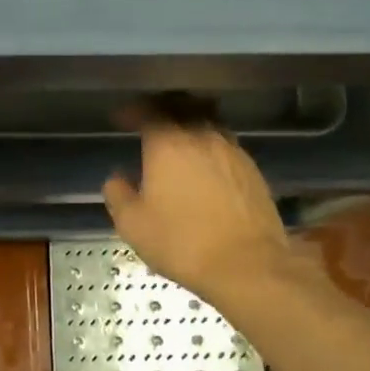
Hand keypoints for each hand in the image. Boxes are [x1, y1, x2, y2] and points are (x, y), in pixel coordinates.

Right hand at [102, 110, 295, 301]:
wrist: (246, 264)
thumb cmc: (182, 242)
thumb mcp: (133, 225)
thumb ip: (118, 195)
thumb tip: (117, 179)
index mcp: (168, 144)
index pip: (147, 112)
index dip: (132, 111)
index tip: (120, 119)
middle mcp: (201, 137)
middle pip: (182, 106)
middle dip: (163, 108)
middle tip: (150, 118)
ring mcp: (231, 150)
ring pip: (208, 122)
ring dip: (190, 123)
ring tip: (179, 138)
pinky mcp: (252, 169)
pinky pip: (225, 144)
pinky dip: (210, 144)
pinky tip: (205, 164)